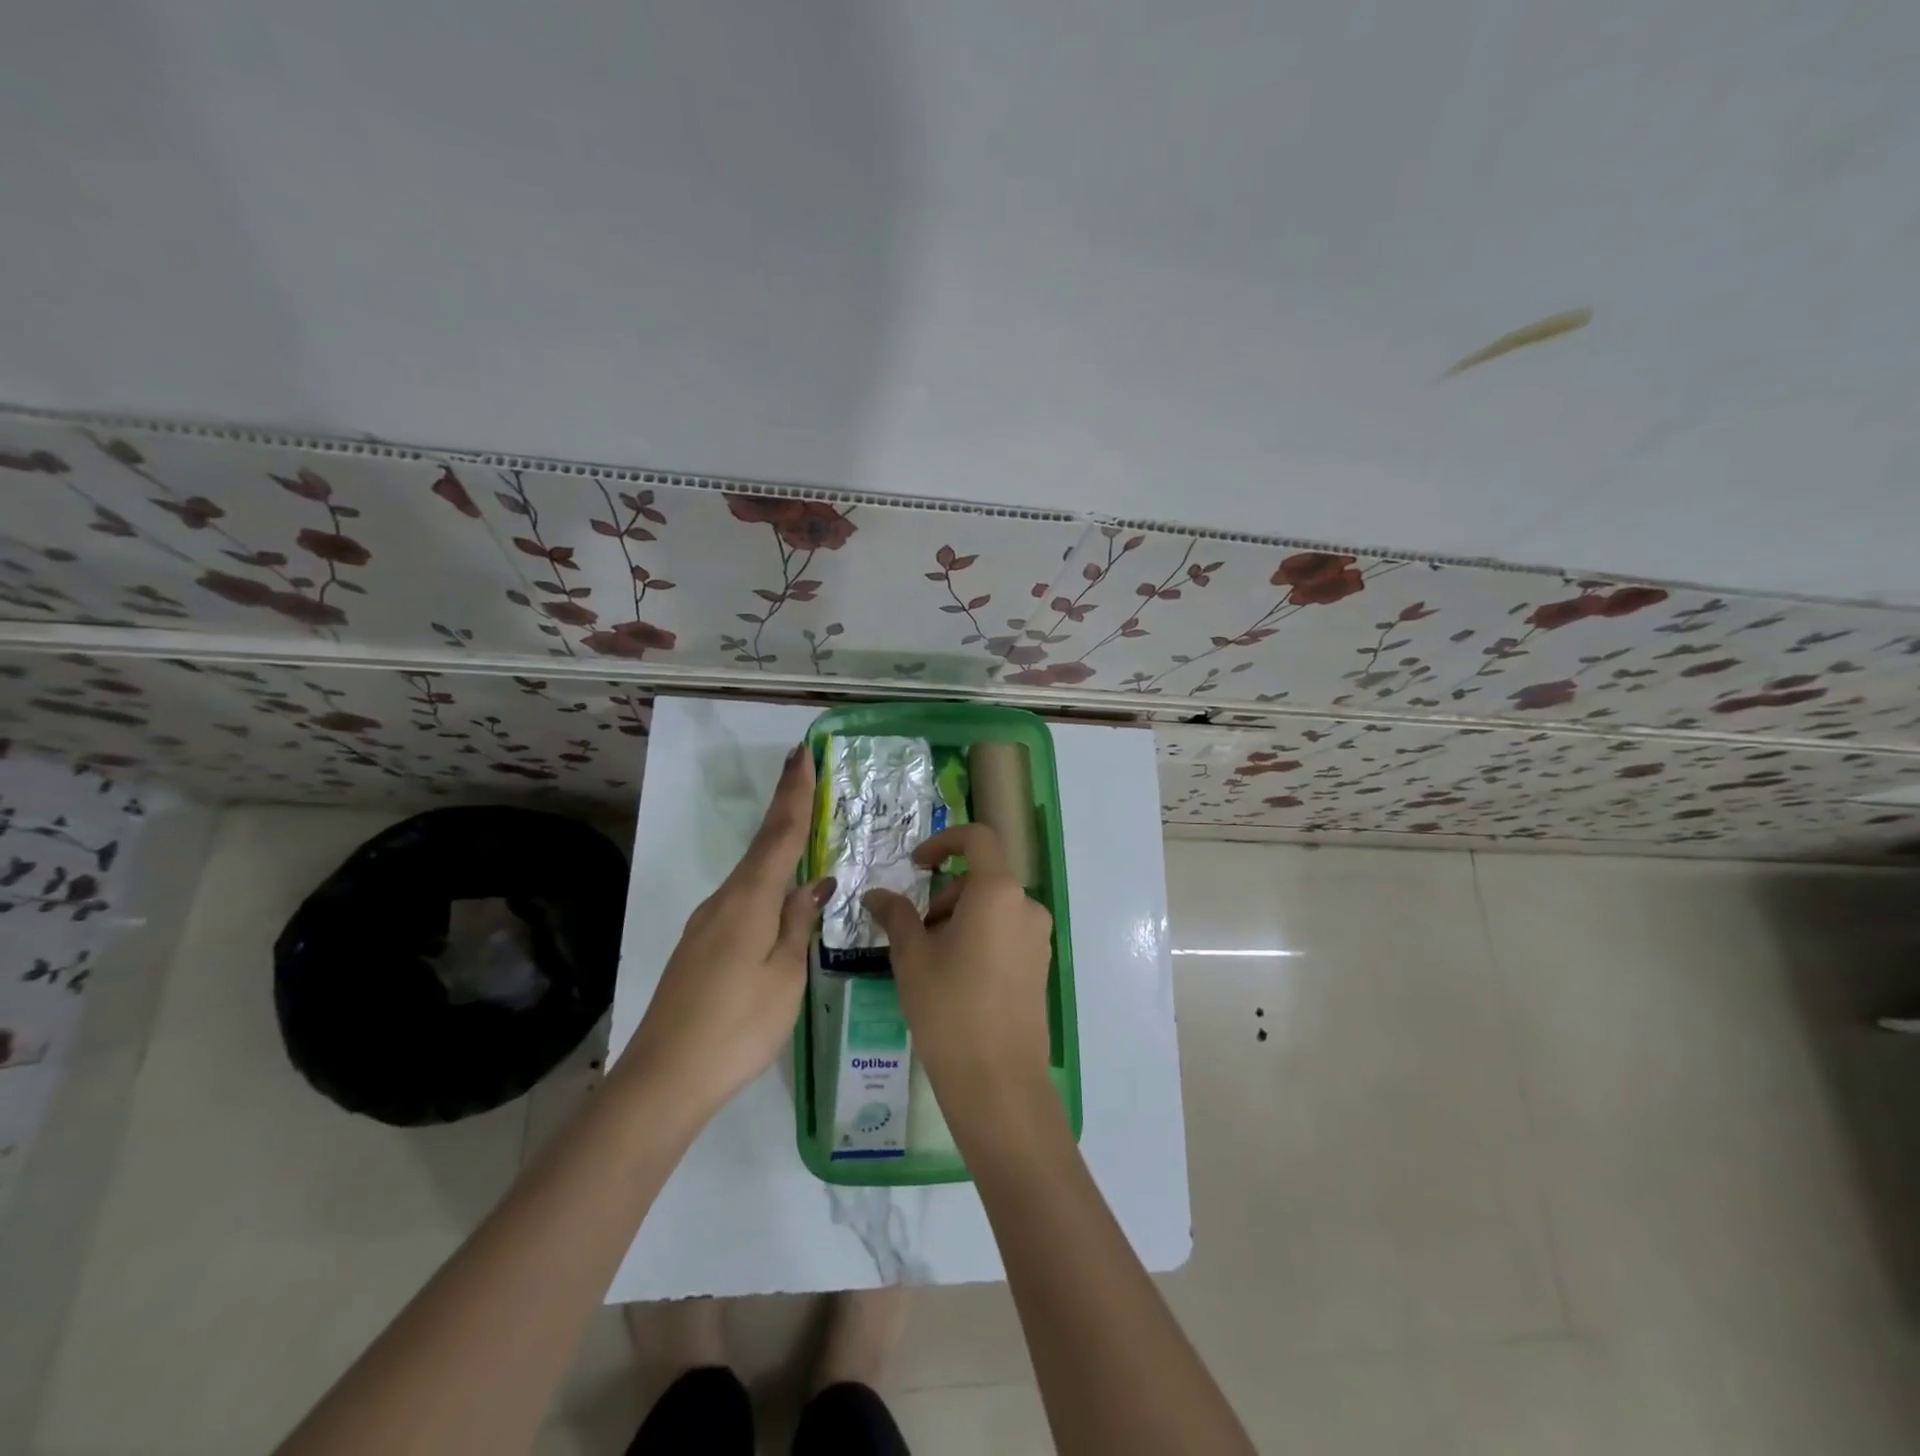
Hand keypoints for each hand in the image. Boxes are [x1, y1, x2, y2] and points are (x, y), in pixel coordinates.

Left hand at [620, 743, 830, 1117]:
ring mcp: (707, 924)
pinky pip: (742, 901)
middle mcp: (724, 900)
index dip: (794, 792)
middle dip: (786, 809)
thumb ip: (798, 923)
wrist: (663, 1080)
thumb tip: (814, 883)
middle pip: (763, 846)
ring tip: (807, 835)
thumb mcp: (785, 975)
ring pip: (752, 876)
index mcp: (749, 899)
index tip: (802, 752)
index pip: (780, 833)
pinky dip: (766, 884)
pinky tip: (780, 899)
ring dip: (778, 848)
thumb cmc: (737, 1026)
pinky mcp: (701, 947)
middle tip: (808, 776)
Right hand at [862, 824, 1055, 1125]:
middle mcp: (1026, 905)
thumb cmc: (949, 1008)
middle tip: (915, 934)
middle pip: (981, 879)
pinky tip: (957, 978)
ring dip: (959, 919)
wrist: (998, 1081)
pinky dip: (979, 937)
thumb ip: (896, 915)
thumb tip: (875, 895)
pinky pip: (1006, 932)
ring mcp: (1039, 937)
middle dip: (944, 896)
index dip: (944, 841)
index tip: (917, 866)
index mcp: (998, 892)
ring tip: (932, 962)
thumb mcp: (912, 957)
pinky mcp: (1040, 965)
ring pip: (992, 908)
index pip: (978, 839)